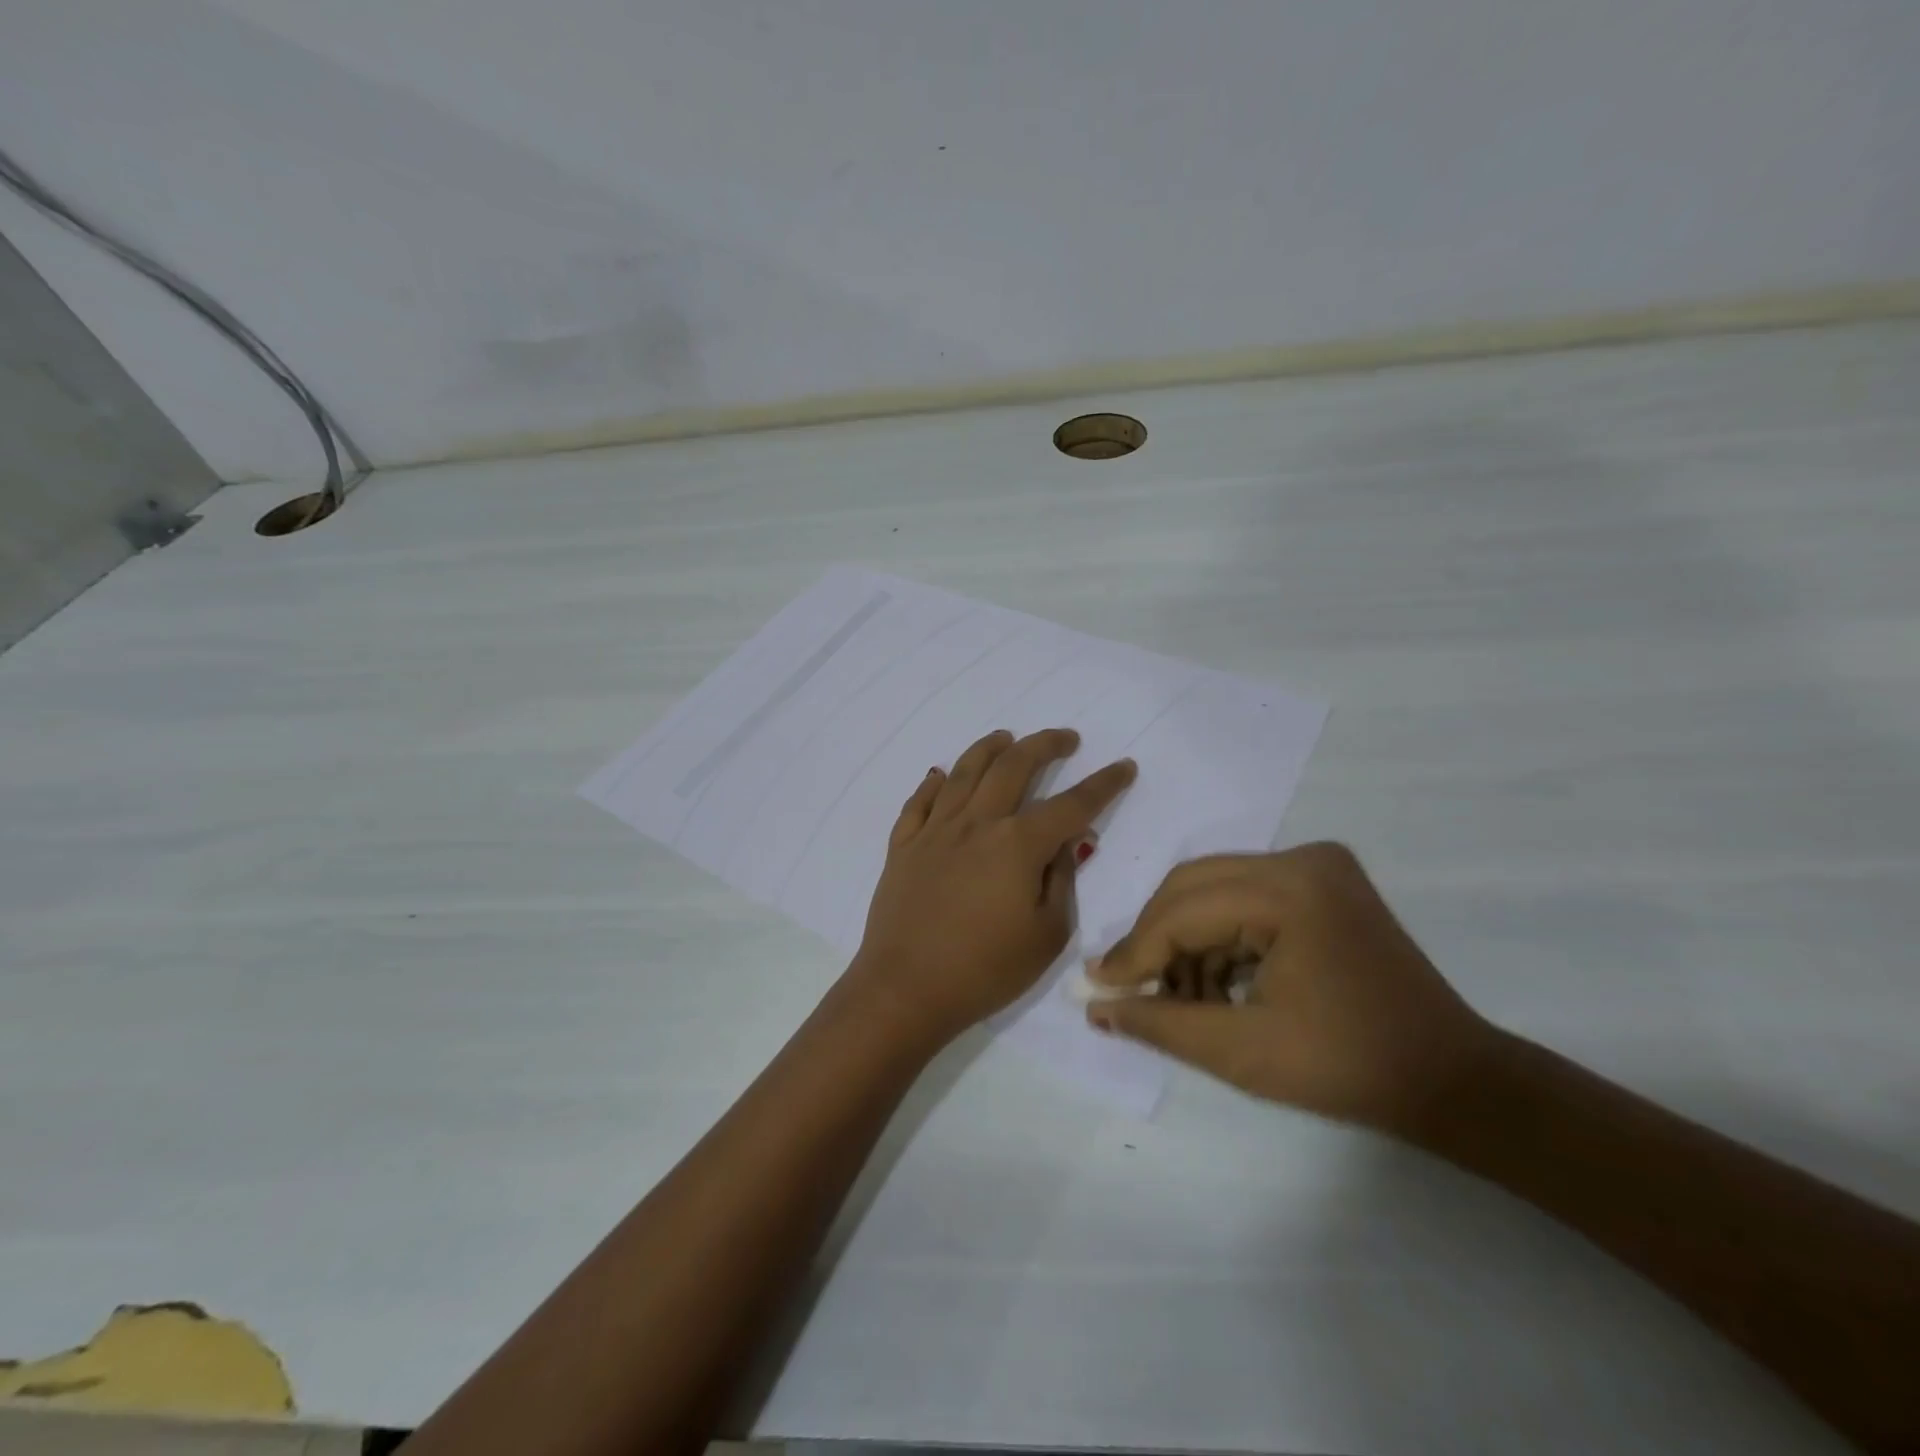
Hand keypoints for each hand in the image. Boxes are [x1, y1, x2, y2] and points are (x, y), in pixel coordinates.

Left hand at [850, 728, 1136, 1041]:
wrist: (905, 990)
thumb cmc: (985, 970)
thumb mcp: (1046, 935)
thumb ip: (1061, 880)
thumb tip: (1068, 842)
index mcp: (1017, 844)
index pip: (1071, 804)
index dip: (1103, 784)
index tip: (1124, 766)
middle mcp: (976, 823)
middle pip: (1013, 767)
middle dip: (1044, 745)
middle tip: (1064, 738)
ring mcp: (934, 831)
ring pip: (963, 771)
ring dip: (989, 748)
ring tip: (1005, 737)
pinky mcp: (903, 846)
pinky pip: (918, 802)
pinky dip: (932, 782)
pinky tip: (940, 774)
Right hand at [1085, 842, 1498, 1136]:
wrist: (1452, 1080)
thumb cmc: (1349, 1068)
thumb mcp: (1242, 1052)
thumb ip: (1161, 1023)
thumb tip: (1096, 1006)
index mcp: (1290, 890)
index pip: (1185, 911)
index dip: (1136, 951)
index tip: (1098, 985)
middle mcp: (1302, 859)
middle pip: (1194, 886)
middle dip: (1157, 939)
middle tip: (1130, 986)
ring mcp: (1317, 865)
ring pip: (1215, 889)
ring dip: (1188, 939)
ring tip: (1181, 998)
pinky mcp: (1323, 881)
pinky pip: (1245, 896)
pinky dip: (1221, 936)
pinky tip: (1216, 982)